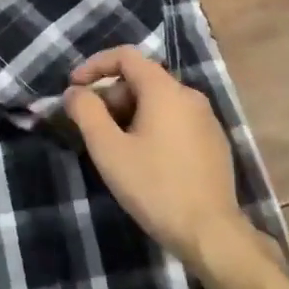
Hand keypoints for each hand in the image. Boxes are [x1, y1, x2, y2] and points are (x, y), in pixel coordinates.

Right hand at [63, 47, 252, 272]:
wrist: (209, 232)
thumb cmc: (154, 187)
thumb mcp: (108, 150)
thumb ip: (87, 113)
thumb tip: (75, 92)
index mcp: (165, 90)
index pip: (126, 56)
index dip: (95, 65)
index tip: (74, 87)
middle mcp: (190, 95)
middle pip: (142, 79)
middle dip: (111, 96)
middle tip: (92, 128)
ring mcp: (206, 119)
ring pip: (159, 101)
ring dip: (130, 114)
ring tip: (115, 148)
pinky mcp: (214, 142)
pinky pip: (176, 120)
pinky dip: (152, 127)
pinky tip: (145, 160)